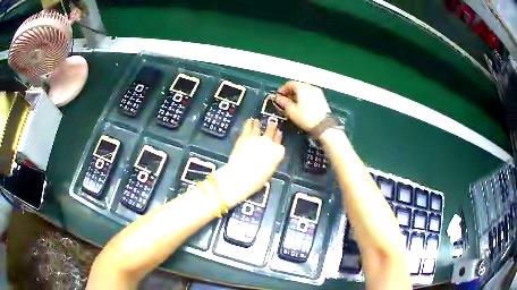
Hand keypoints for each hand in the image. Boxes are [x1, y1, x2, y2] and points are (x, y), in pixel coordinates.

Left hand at [214, 119, 284, 206]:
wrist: (242, 175)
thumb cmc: (257, 179)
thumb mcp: (269, 172)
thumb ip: (270, 162)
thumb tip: (266, 161)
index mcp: (278, 153)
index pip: (280, 144)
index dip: (278, 139)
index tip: (278, 135)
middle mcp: (270, 142)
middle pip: (272, 132)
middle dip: (272, 128)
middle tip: (272, 124)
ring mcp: (257, 137)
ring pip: (260, 127)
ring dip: (259, 124)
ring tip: (258, 121)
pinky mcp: (245, 136)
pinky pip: (248, 126)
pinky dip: (249, 123)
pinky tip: (249, 121)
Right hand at [275, 81, 330, 131]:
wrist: (324, 126)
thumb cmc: (307, 118)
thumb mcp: (291, 111)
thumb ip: (283, 102)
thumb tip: (278, 98)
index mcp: (302, 87)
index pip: (289, 84)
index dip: (282, 90)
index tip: (278, 96)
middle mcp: (310, 87)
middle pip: (297, 86)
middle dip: (290, 93)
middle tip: (285, 101)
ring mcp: (318, 92)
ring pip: (304, 90)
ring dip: (297, 95)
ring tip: (293, 104)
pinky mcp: (322, 99)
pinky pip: (310, 95)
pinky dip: (304, 98)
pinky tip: (302, 106)